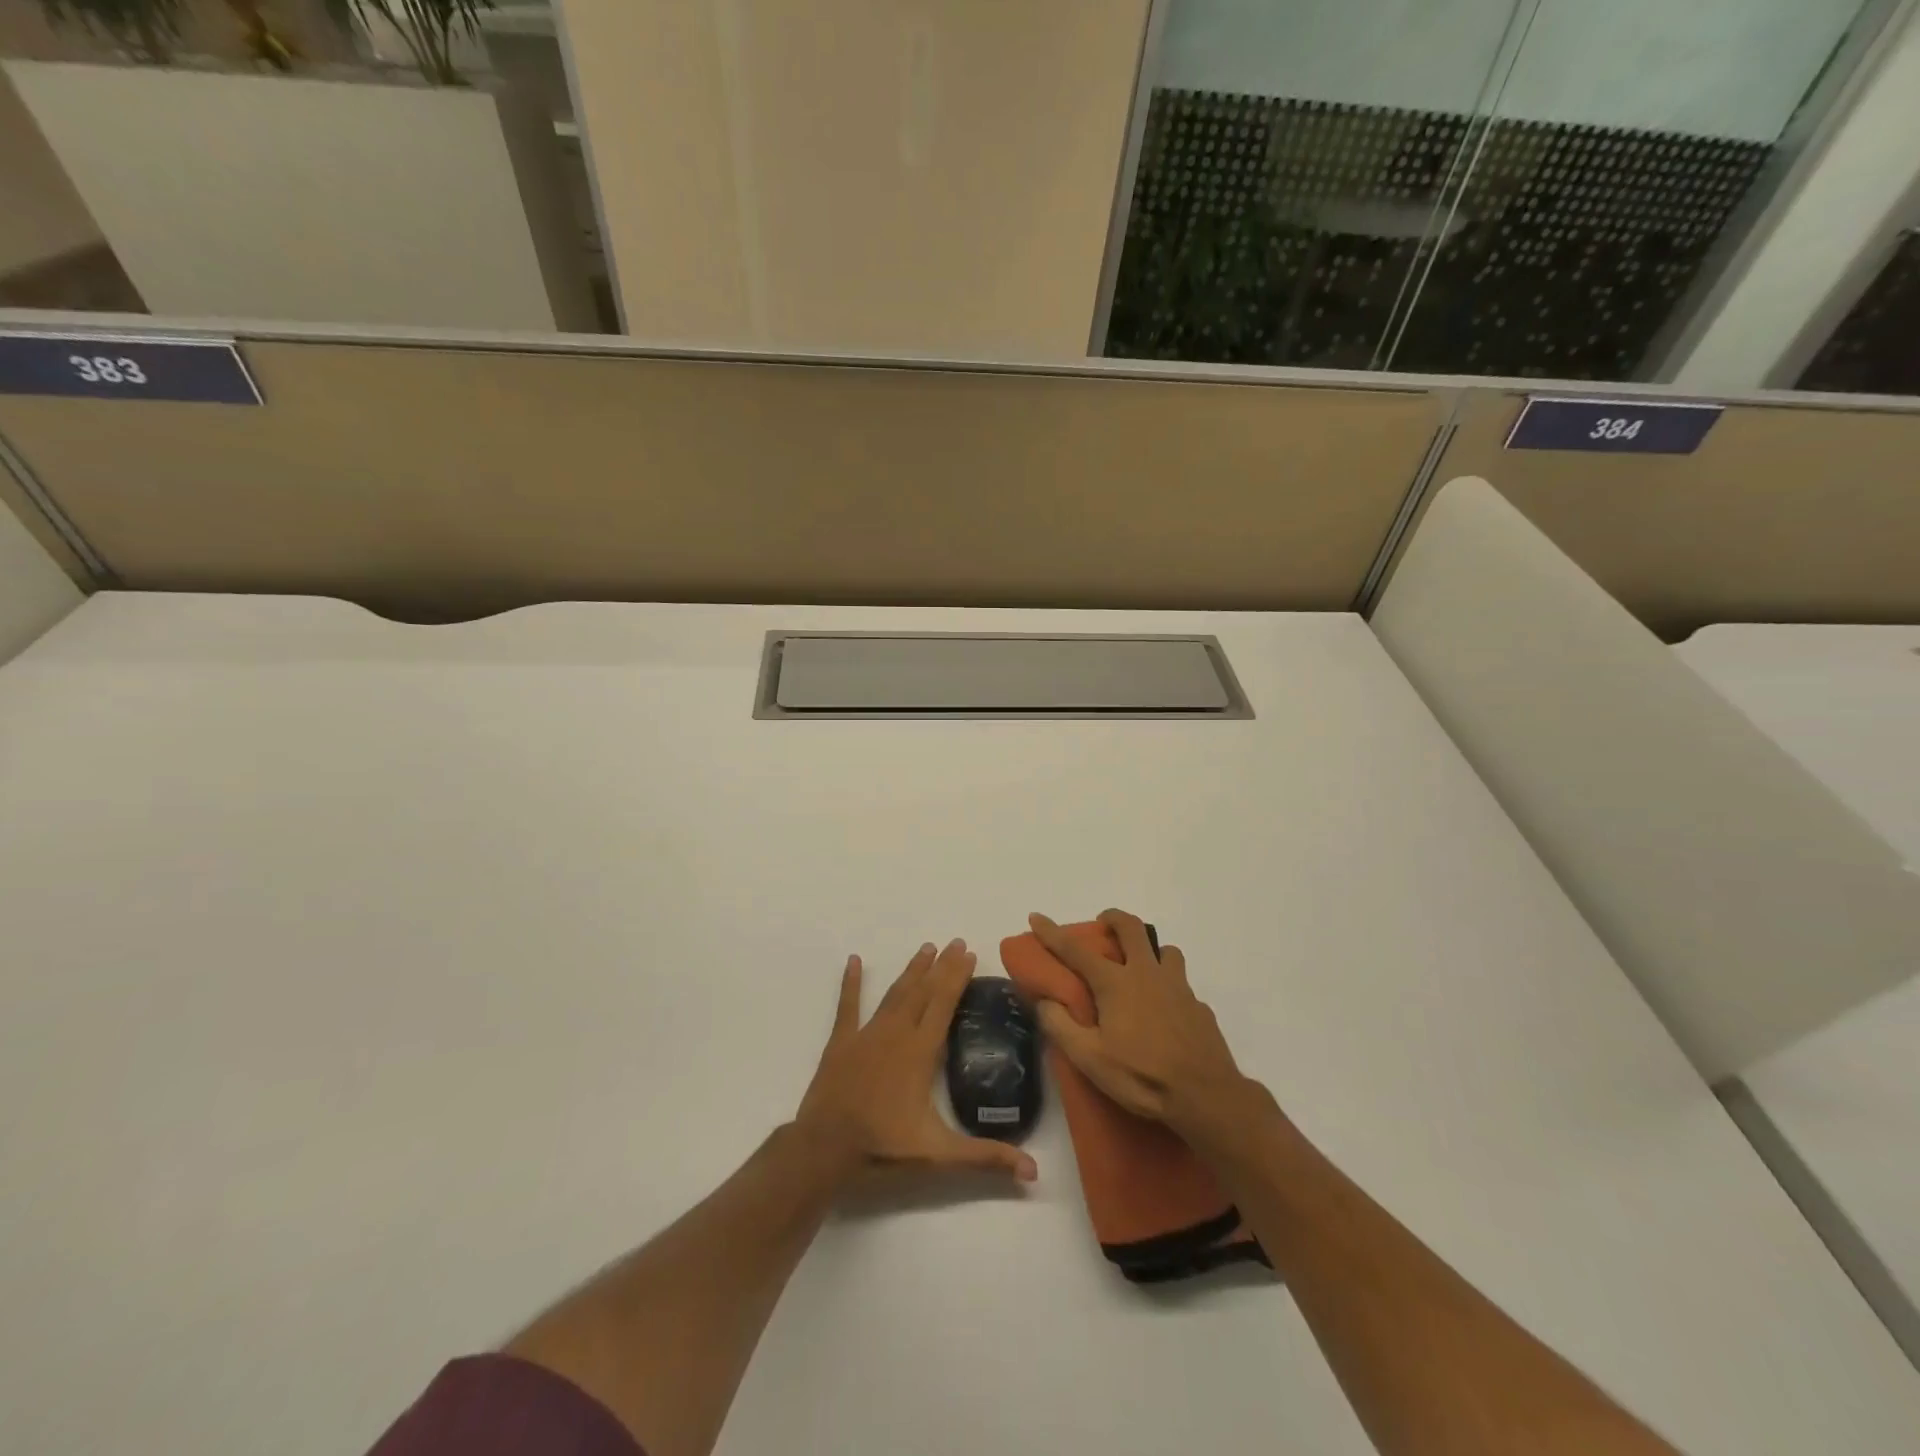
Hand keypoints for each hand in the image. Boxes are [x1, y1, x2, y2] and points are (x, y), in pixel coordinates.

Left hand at [796, 939, 1037, 1182]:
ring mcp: (866, 1034)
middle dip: (941, 966)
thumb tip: (1034, 1172)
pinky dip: (850, 983)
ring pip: (894, 994)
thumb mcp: (940, 1155)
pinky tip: (853, 961)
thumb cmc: (883, 1148)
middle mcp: (896, 1033)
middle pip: (923, 991)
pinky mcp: (841, 1043)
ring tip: (926, 948)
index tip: (969, 953)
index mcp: (920, 1052)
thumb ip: (986, 1158)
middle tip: (955, 942)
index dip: (958, 977)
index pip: (944, 1004)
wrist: (824, 1151)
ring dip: (911, 971)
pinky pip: (847, 1006)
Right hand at [1029, 909, 1271, 1149]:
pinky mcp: (1199, 1006)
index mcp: (1116, 983)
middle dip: (1114, 917)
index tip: (1036, 916)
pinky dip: (1170, 987)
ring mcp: (1178, 987)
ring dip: (1150, 950)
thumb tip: (1044, 1000)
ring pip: (1166, 950)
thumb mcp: (1090, 1059)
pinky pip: (1182, 984)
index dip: (1052, 932)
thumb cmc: (1142, 1076)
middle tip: (1104, 923)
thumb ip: (1061, 1026)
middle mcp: (1147, 974)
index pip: (1075, 950)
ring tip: (1141, 967)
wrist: (1206, 1096)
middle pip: (1132, 928)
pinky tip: (1166, 1012)